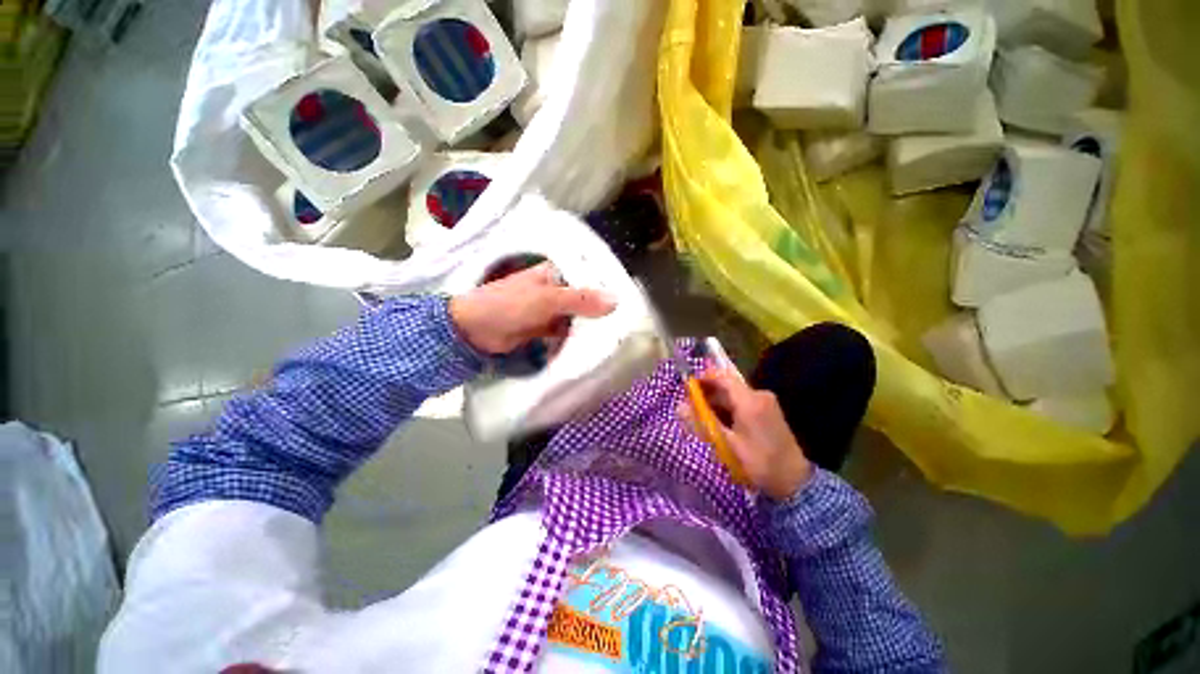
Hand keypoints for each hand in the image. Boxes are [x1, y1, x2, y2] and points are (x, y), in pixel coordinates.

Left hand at [449, 262, 616, 354]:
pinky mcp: (548, 327)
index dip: (608, 285)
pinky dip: (578, 338)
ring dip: (592, 326)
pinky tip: (595, 345)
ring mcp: (552, 309)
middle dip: (602, 310)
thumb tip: (616, 301)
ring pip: (579, 316)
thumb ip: (580, 300)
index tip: (631, 299)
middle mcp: (557, 288)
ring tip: (617, 335)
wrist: (474, 331)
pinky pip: (569, 331)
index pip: (589, 275)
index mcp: (557, 272)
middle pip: (586, 298)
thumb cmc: (508, 305)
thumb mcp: (546, 299)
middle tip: (627, 322)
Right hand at [679, 368, 813, 500]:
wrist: (794, 482)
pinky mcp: (768, 411)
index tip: (686, 388)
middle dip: (707, 394)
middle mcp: (760, 395)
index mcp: (750, 401)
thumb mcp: (726, 445)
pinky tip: (719, 422)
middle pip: (727, 386)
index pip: (722, 377)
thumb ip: (702, 423)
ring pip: (733, 395)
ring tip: (701, 417)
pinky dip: (728, 408)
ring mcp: (766, 402)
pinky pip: (742, 402)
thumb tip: (679, 407)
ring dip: (716, 402)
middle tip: (690, 407)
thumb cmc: (758, 464)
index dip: (703, 378)